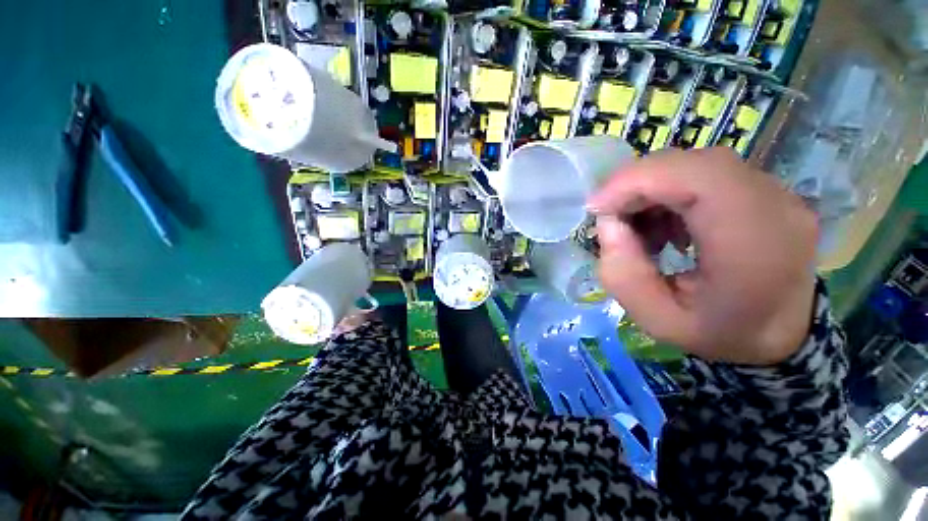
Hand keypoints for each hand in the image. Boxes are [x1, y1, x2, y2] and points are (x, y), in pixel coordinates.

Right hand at [588, 147, 817, 364]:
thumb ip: (623, 274)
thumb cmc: (718, 332)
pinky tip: (664, 224)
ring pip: (696, 165)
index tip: (597, 207)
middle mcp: (775, 206)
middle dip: (636, 184)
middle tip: (611, 217)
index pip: (695, 178)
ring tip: (638, 227)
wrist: (779, 335)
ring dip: (652, 190)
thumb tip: (609, 224)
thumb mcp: (656, 320)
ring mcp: (777, 193)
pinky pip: (707, 174)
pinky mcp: (767, 191)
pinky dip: (670, 192)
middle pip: (692, 164)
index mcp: (754, 245)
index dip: (635, 182)